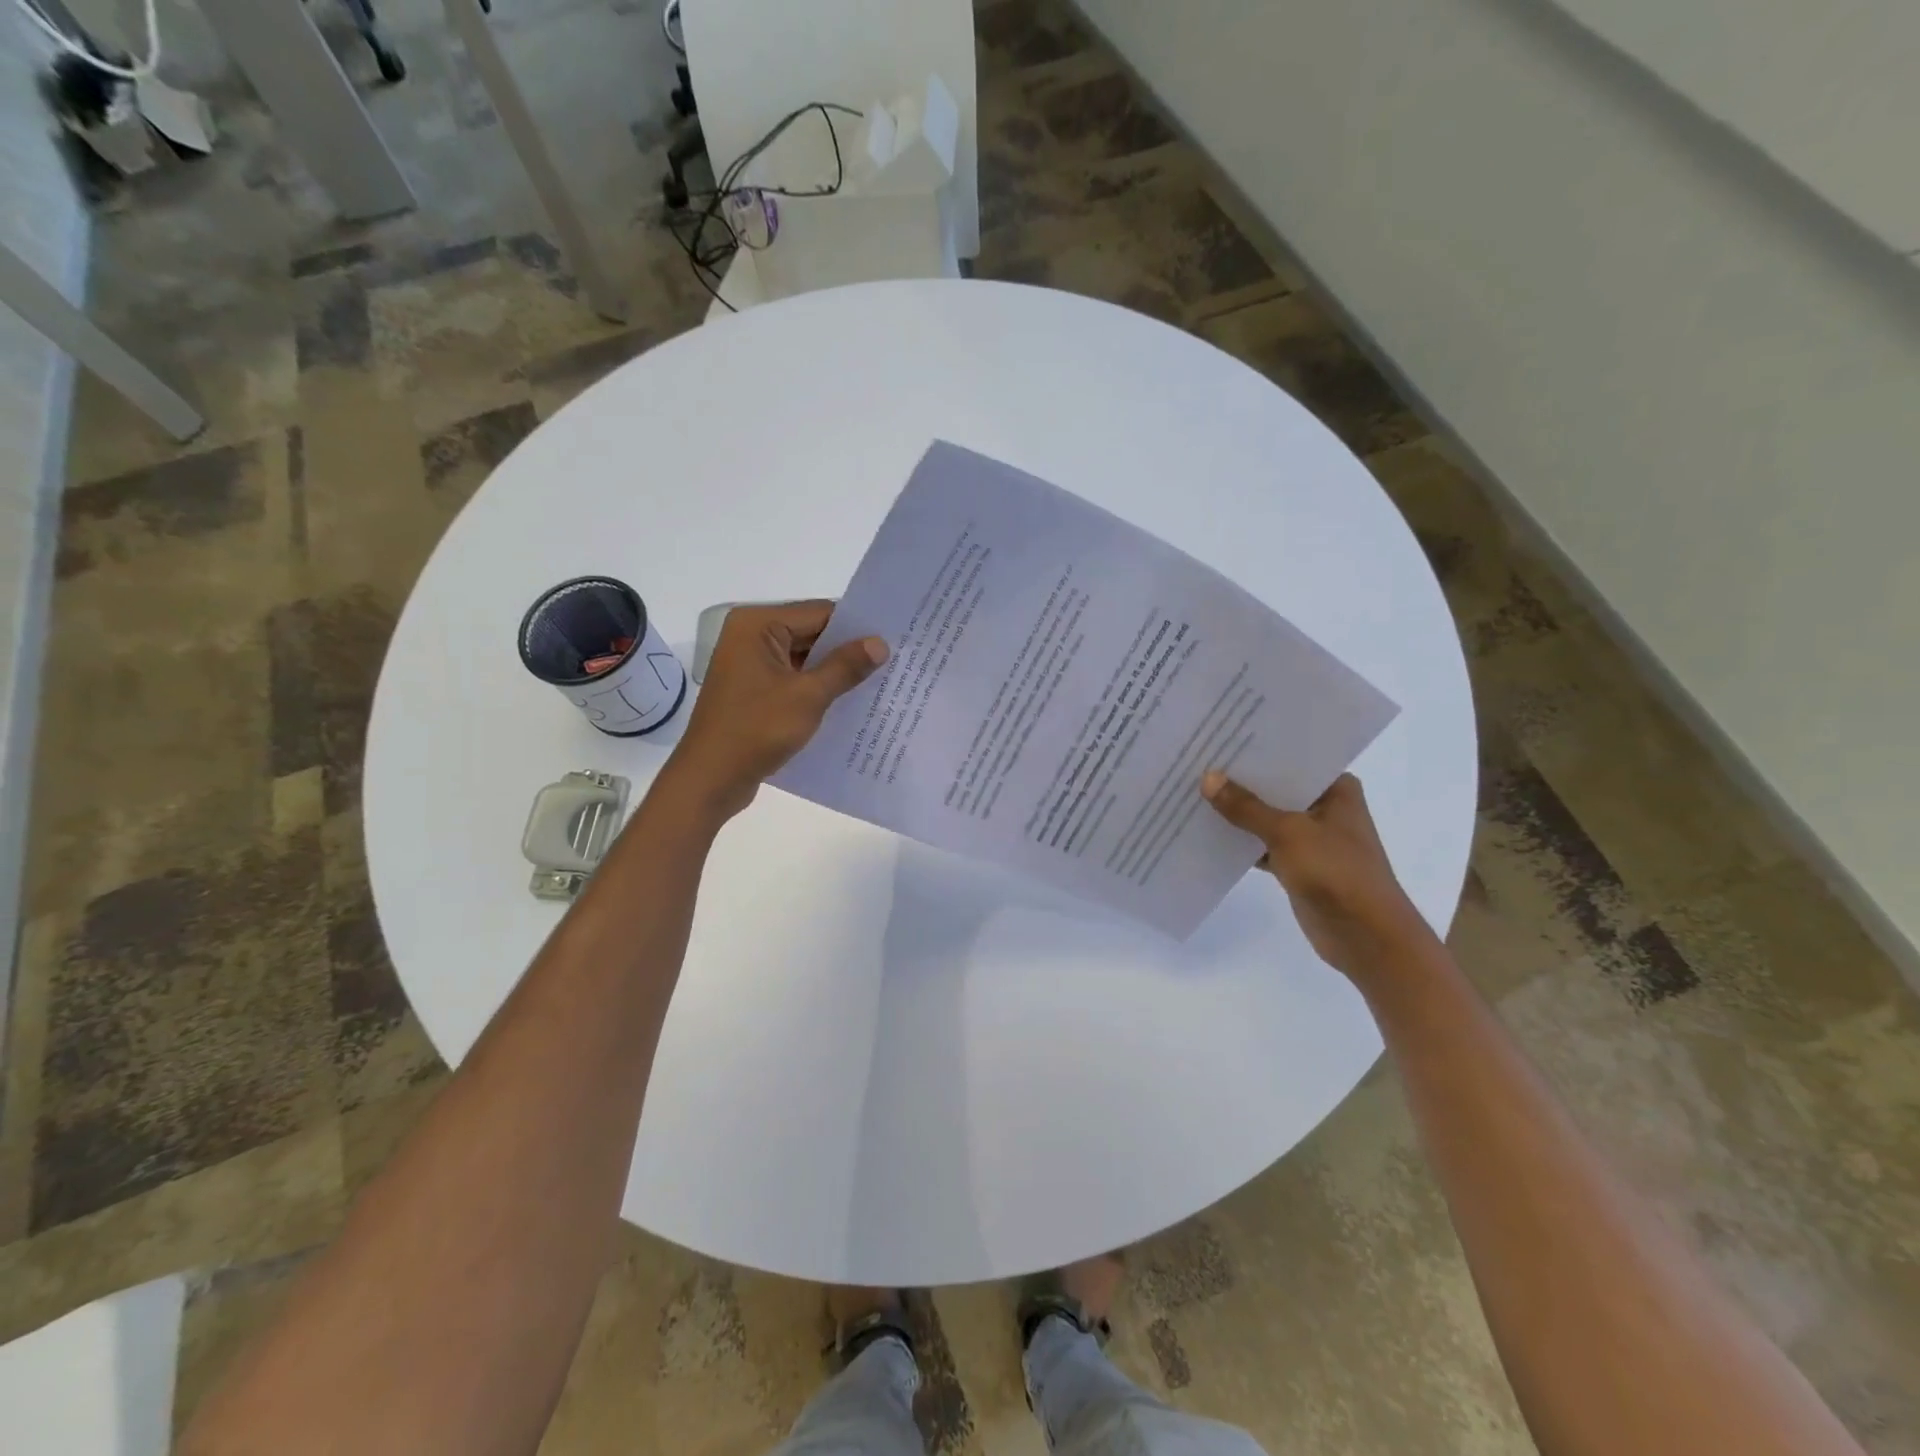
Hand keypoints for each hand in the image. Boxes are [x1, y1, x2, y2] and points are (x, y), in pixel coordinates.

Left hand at [661, 601, 887, 820]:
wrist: (710, 779)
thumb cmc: (756, 729)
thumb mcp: (808, 696)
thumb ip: (845, 666)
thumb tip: (880, 643)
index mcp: (757, 625)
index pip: (820, 613)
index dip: (856, 626)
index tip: (893, 638)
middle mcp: (750, 637)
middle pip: (811, 633)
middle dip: (848, 650)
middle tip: (894, 660)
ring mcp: (750, 666)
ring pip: (804, 660)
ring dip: (835, 672)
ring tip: (880, 682)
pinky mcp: (753, 692)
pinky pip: (793, 680)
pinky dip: (817, 689)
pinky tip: (849, 703)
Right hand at [1200, 771, 1434, 979]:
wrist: (1366, 937)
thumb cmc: (1337, 873)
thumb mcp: (1288, 833)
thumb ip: (1246, 807)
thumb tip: (1208, 779)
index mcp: (1336, 789)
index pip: (1291, 758)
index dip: (1255, 750)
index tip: (1218, 739)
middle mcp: (1325, 807)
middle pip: (1275, 787)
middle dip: (1239, 781)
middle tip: (1197, 762)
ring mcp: (1312, 838)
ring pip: (1266, 817)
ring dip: (1237, 813)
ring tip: (1193, 792)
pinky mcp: (1298, 864)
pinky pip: (1262, 844)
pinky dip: (1241, 842)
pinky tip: (1206, 832)